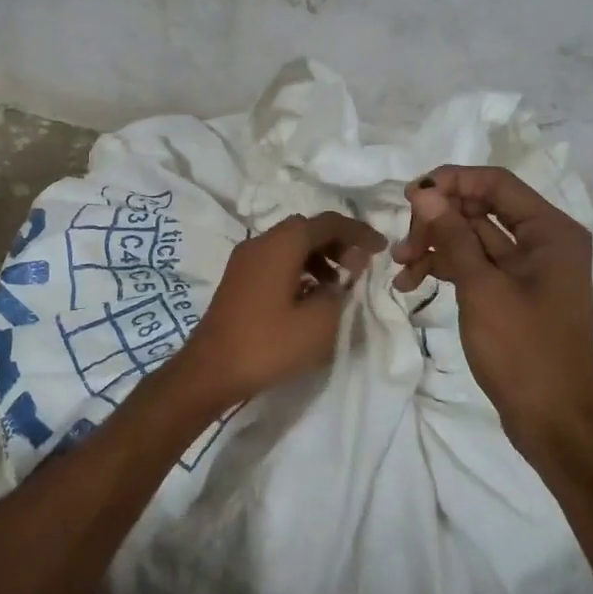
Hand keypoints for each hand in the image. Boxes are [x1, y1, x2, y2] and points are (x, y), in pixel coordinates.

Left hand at [176, 211, 386, 407]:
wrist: (210, 371)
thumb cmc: (268, 344)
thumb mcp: (318, 322)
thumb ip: (341, 288)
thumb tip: (348, 269)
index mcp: (281, 244)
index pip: (328, 223)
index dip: (358, 233)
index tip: (382, 248)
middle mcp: (260, 242)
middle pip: (306, 229)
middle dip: (338, 243)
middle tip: (360, 267)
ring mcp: (244, 260)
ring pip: (290, 245)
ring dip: (319, 257)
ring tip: (339, 284)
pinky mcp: (238, 279)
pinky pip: (275, 261)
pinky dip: (299, 268)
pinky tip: (311, 296)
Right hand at [393, 167, 592, 461]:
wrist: (555, 422)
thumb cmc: (523, 351)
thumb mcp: (481, 289)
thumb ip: (452, 236)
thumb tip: (424, 193)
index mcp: (550, 231)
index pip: (496, 183)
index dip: (451, 182)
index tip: (408, 196)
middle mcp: (543, 241)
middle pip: (481, 209)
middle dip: (438, 221)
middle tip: (403, 246)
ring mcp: (528, 269)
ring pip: (473, 239)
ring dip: (436, 246)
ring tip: (400, 267)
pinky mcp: (513, 293)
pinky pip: (476, 266)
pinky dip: (447, 269)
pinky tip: (413, 283)